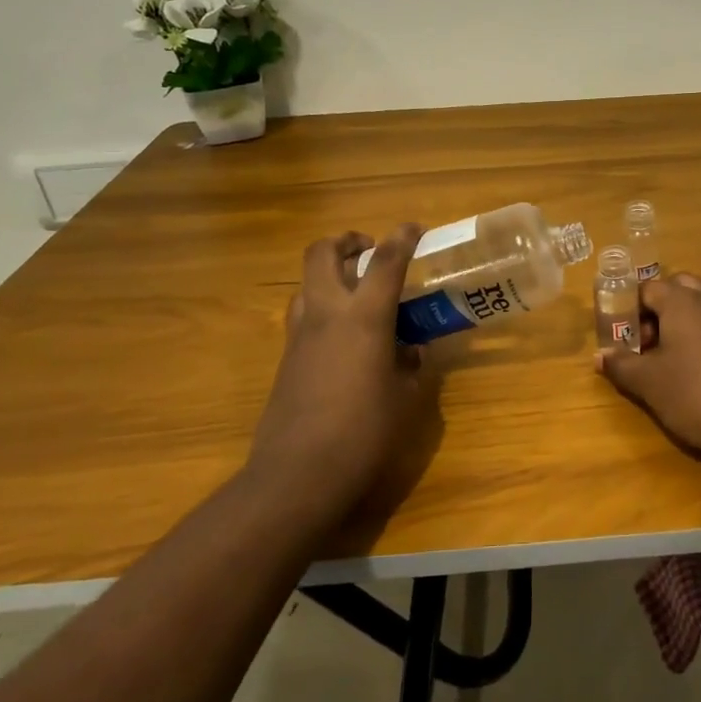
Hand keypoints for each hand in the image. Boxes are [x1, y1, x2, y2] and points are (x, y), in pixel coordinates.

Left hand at [249, 225, 430, 519]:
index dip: (402, 238)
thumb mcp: (405, 398)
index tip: (415, 228)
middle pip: (322, 253)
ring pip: (305, 283)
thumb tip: (410, 351)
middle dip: (346, 241)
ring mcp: (299, 335)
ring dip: (328, 275)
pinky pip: (302, 316)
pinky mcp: (285, 359)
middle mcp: (327, 314)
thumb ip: (411, 365)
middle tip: (368, 250)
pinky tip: (343, 338)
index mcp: (364, 318)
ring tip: (355, 292)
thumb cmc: (365, 432)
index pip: (385, 262)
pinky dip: (321, 309)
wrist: (298, 473)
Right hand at [596, 272, 700, 462]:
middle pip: (683, 288)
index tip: (628, 338)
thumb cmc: (695, 396)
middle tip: (654, 342)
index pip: (648, 289)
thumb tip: (599, 355)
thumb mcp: (648, 384)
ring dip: (693, 322)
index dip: (632, 310)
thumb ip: (620, 364)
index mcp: (684, 302)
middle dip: (664, 308)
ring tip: (684, 360)